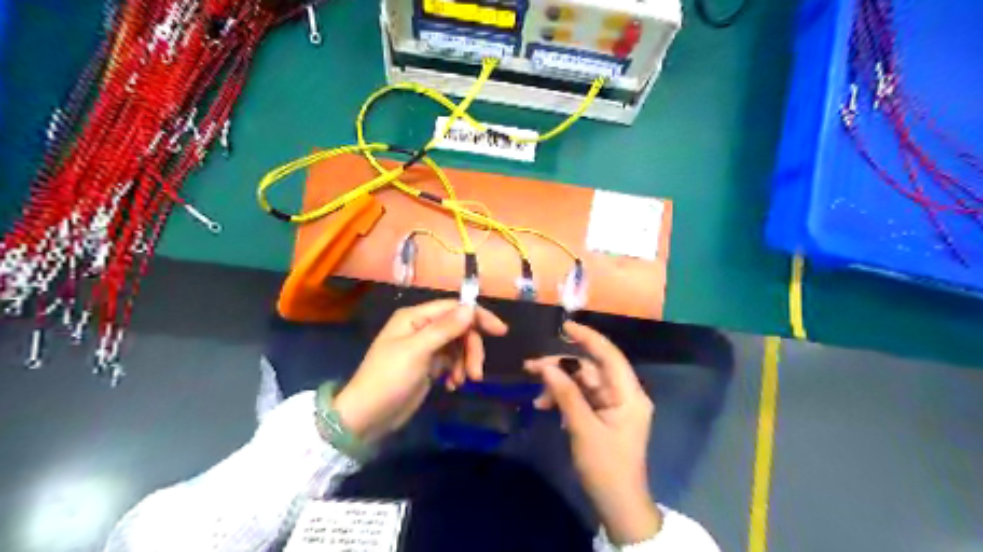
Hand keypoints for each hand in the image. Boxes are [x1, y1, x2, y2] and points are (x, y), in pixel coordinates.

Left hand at [337, 301, 505, 444]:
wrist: (367, 416)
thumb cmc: (388, 379)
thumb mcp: (417, 352)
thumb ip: (445, 329)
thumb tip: (470, 308)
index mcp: (415, 317)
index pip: (454, 308)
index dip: (478, 317)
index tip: (501, 332)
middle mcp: (421, 327)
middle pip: (459, 328)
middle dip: (471, 349)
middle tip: (476, 374)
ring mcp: (425, 347)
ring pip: (458, 346)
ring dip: (465, 363)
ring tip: (462, 382)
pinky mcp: (428, 365)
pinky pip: (452, 361)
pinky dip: (457, 371)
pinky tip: (452, 385)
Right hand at [523, 320, 658, 544]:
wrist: (618, 504)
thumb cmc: (606, 467)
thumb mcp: (583, 429)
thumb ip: (566, 395)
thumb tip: (546, 367)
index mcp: (629, 394)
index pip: (609, 355)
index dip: (588, 337)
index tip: (564, 326)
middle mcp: (624, 394)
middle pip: (591, 369)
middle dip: (562, 367)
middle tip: (531, 367)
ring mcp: (614, 405)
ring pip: (583, 383)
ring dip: (559, 386)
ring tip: (537, 399)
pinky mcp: (604, 415)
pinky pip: (582, 397)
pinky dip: (565, 399)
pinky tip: (548, 408)